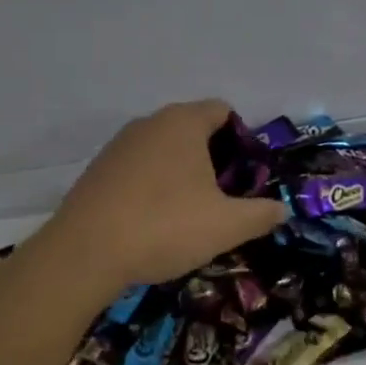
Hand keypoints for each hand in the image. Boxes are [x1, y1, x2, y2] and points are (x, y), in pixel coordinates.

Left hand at [40, 100, 286, 289]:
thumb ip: (261, 214)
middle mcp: (149, 123)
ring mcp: (118, 145)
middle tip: (223, 199)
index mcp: (183, 123)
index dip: (242, 140)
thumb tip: (281, 209)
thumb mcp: (226, 225)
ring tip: (189, 214)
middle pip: (192, 129)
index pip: (222, 111)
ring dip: (181, 174)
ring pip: (163, 150)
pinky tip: (153, 222)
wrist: (84, 253)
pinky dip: (152, 186)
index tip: (246, 176)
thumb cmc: (165, 227)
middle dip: (213, 159)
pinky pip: (138, 168)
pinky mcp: (97, 170)